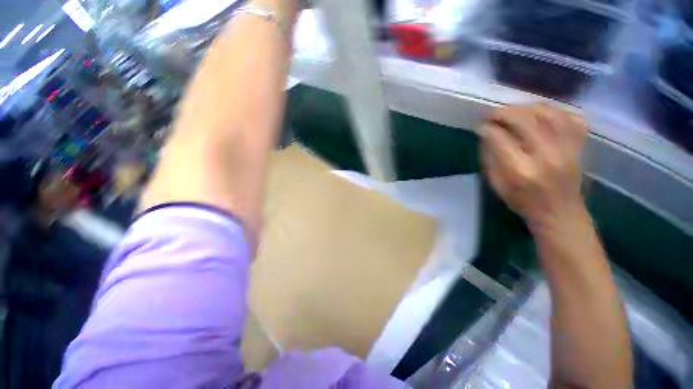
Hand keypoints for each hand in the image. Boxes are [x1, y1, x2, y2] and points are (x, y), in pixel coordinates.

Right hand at [481, 104, 589, 233]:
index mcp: (520, 170)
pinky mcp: (580, 146)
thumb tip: (486, 135)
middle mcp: (546, 156)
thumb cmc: (522, 201)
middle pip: (524, 120)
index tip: (480, 126)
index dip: (487, 128)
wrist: (560, 213)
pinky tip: (541, 115)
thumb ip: (490, 158)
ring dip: (527, 108)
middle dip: (504, 113)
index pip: (499, 139)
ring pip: (549, 114)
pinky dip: (555, 111)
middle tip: (493, 114)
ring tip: (514, 112)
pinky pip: (571, 118)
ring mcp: (567, 149)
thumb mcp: (497, 184)